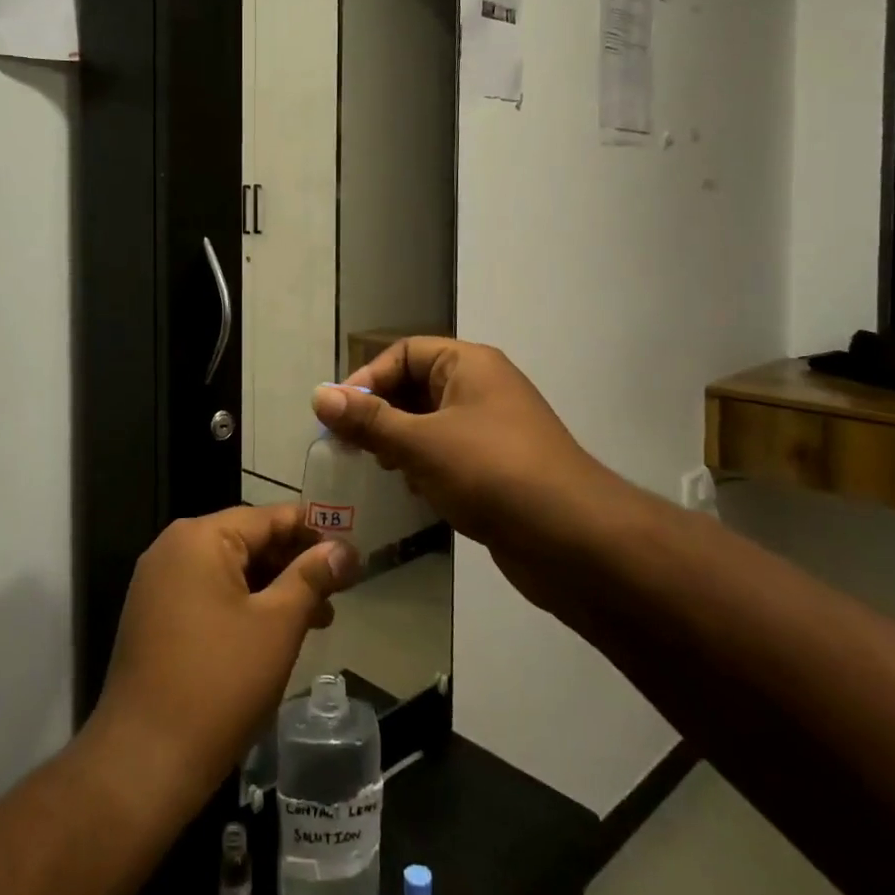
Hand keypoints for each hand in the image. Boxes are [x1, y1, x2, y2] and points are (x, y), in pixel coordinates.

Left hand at [85, 505, 357, 814]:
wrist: (143, 763)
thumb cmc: (219, 684)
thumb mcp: (277, 625)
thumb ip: (312, 577)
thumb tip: (345, 548)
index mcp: (199, 537)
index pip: (269, 517)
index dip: (315, 532)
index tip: (351, 554)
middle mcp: (173, 548)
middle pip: (248, 540)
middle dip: (295, 564)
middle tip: (340, 592)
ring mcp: (159, 584)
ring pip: (231, 571)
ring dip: (274, 589)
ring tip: (319, 619)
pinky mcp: (154, 617)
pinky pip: (209, 594)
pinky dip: (244, 605)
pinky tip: (276, 633)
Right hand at [312, 337, 609, 550]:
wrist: (575, 540)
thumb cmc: (492, 473)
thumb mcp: (421, 443)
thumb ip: (369, 420)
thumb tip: (319, 394)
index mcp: (469, 364)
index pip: (404, 353)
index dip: (367, 379)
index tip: (338, 415)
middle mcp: (482, 388)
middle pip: (416, 388)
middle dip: (380, 414)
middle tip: (349, 446)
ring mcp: (493, 430)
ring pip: (430, 425)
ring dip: (400, 443)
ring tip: (377, 469)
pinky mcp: (498, 469)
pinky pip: (448, 455)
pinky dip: (425, 468)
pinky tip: (412, 493)